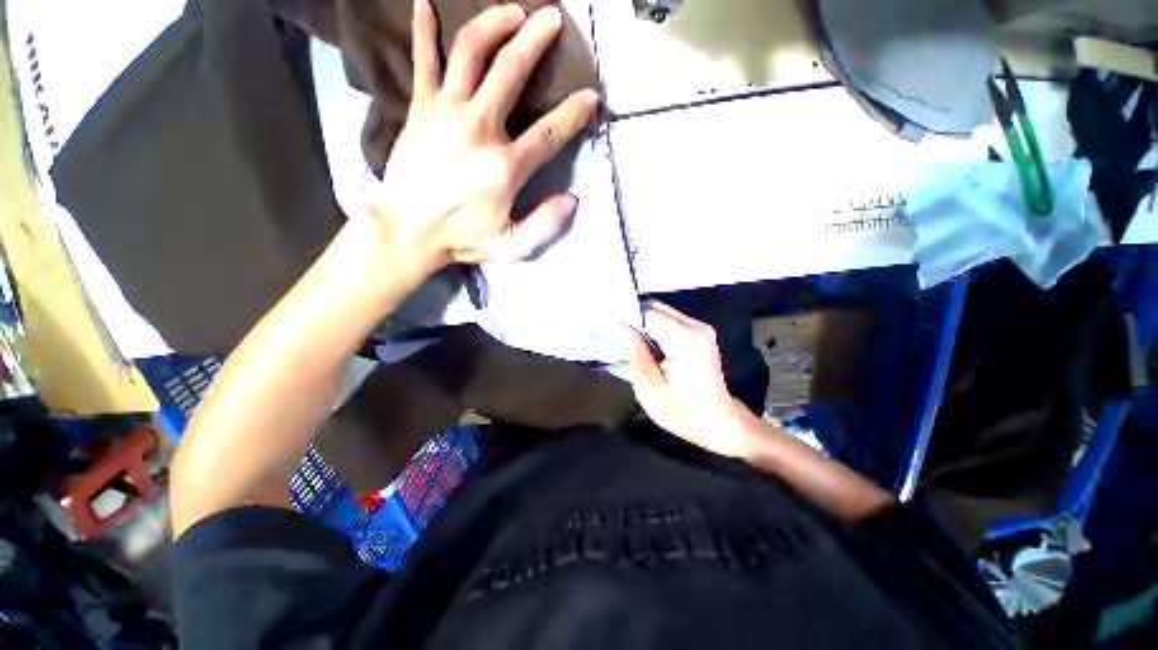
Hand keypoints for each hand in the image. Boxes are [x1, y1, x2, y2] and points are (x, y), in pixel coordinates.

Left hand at [369, 0, 598, 269]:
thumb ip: (545, 224)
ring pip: (470, 52)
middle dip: (535, 39)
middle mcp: (478, 128)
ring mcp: (445, 112)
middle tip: (552, 17)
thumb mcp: (512, 246)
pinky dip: (422, 29)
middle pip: (510, 70)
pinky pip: (422, 60)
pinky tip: (423, 4)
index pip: (548, 131)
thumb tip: (571, 199)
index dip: (573, 112)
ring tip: (511, 10)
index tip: (590, 96)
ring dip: (493, 23)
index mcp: (504, 166)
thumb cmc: (462, 239)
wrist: (406, 231)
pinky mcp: (420, 108)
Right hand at [625, 302, 755, 457]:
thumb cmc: (685, 413)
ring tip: (627, 344)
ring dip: (642, 326)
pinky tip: (645, 348)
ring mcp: (700, 329)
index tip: (608, 328)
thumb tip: (621, 328)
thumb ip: (635, 354)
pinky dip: (653, 331)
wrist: (721, 423)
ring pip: (660, 314)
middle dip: (633, 320)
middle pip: (655, 309)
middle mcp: (695, 327)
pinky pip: (669, 323)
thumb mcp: (650, 390)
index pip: (647, 313)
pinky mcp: (700, 335)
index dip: (625, 318)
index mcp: (685, 338)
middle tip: (615, 338)